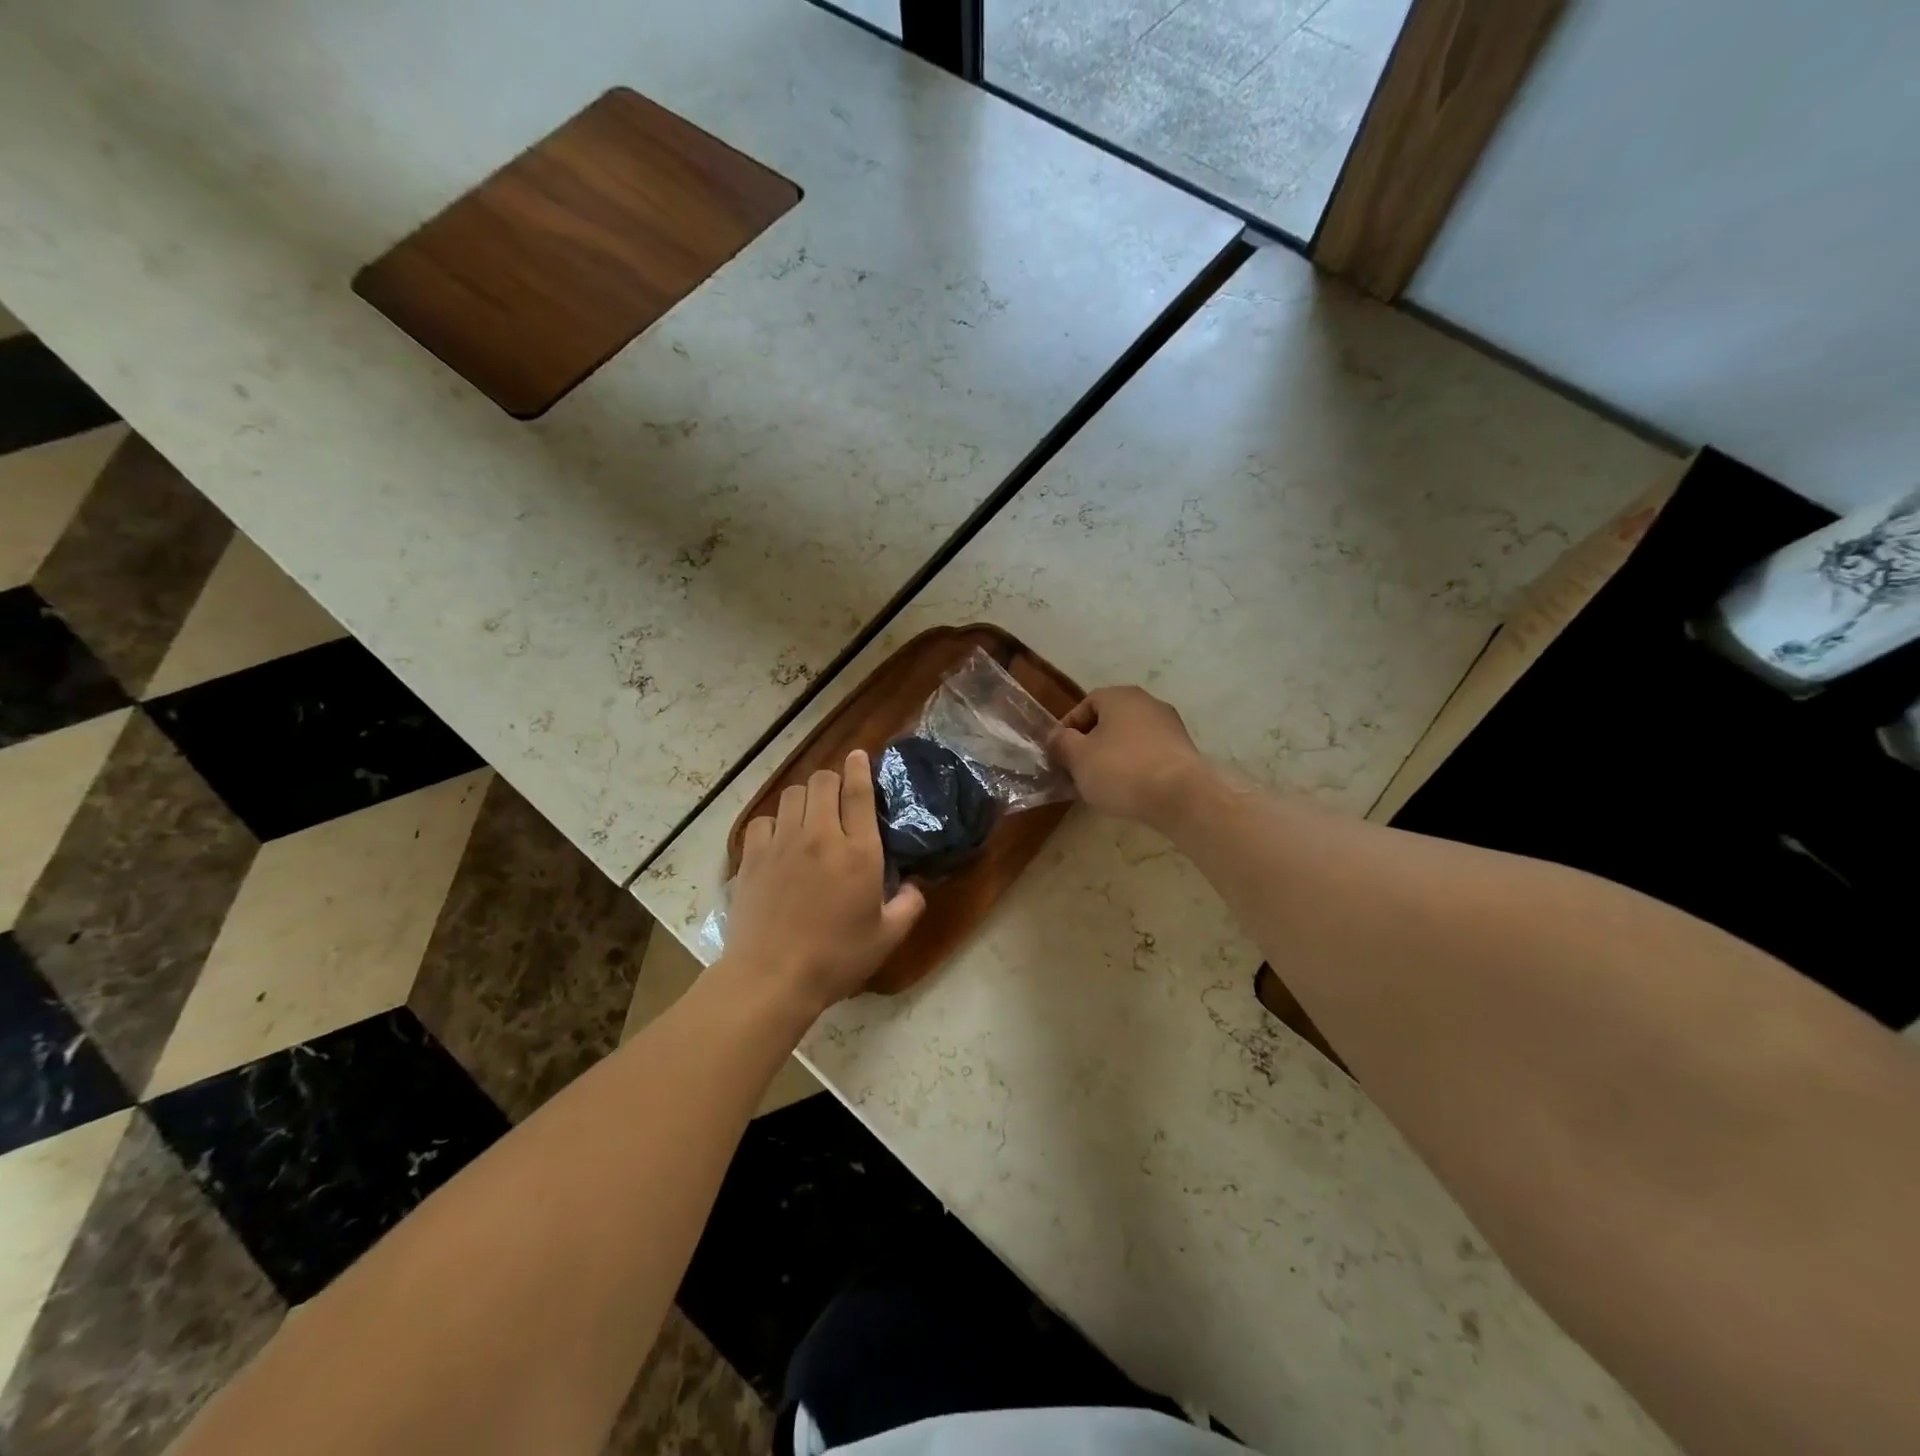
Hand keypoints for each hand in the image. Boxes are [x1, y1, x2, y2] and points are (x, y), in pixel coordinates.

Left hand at [722, 751, 925, 1021]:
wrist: (772, 977)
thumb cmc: (836, 959)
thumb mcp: (887, 937)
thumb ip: (909, 905)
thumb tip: (915, 885)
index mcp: (858, 852)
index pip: (858, 791)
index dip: (860, 767)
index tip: (860, 756)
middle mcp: (821, 836)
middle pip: (822, 781)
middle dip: (833, 779)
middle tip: (838, 796)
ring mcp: (782, 843)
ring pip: (791, 795)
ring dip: (805, 797)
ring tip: (810, 815)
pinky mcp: (753, 857)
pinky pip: (763, 820)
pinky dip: (774, 822)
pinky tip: (780, 839)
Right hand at [1049, 686, 1208, 827]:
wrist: (1181, 796)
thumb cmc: (1122, 770)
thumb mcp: (1078, 757)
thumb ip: (1061, 743)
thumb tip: (1056, 737)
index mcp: (1120, 696)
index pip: (1084, 705)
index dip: (1067, 729)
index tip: (1059, 754)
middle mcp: (1147, 702)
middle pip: (1108, 721)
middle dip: (1090, 744)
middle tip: (1078, 769)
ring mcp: (1170, 725)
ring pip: (1129, 738)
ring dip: (1113, 756)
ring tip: (1102, 783)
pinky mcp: (1183, 750)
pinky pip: (1149, 753)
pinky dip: (1135, 766)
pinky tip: (1130, 788)